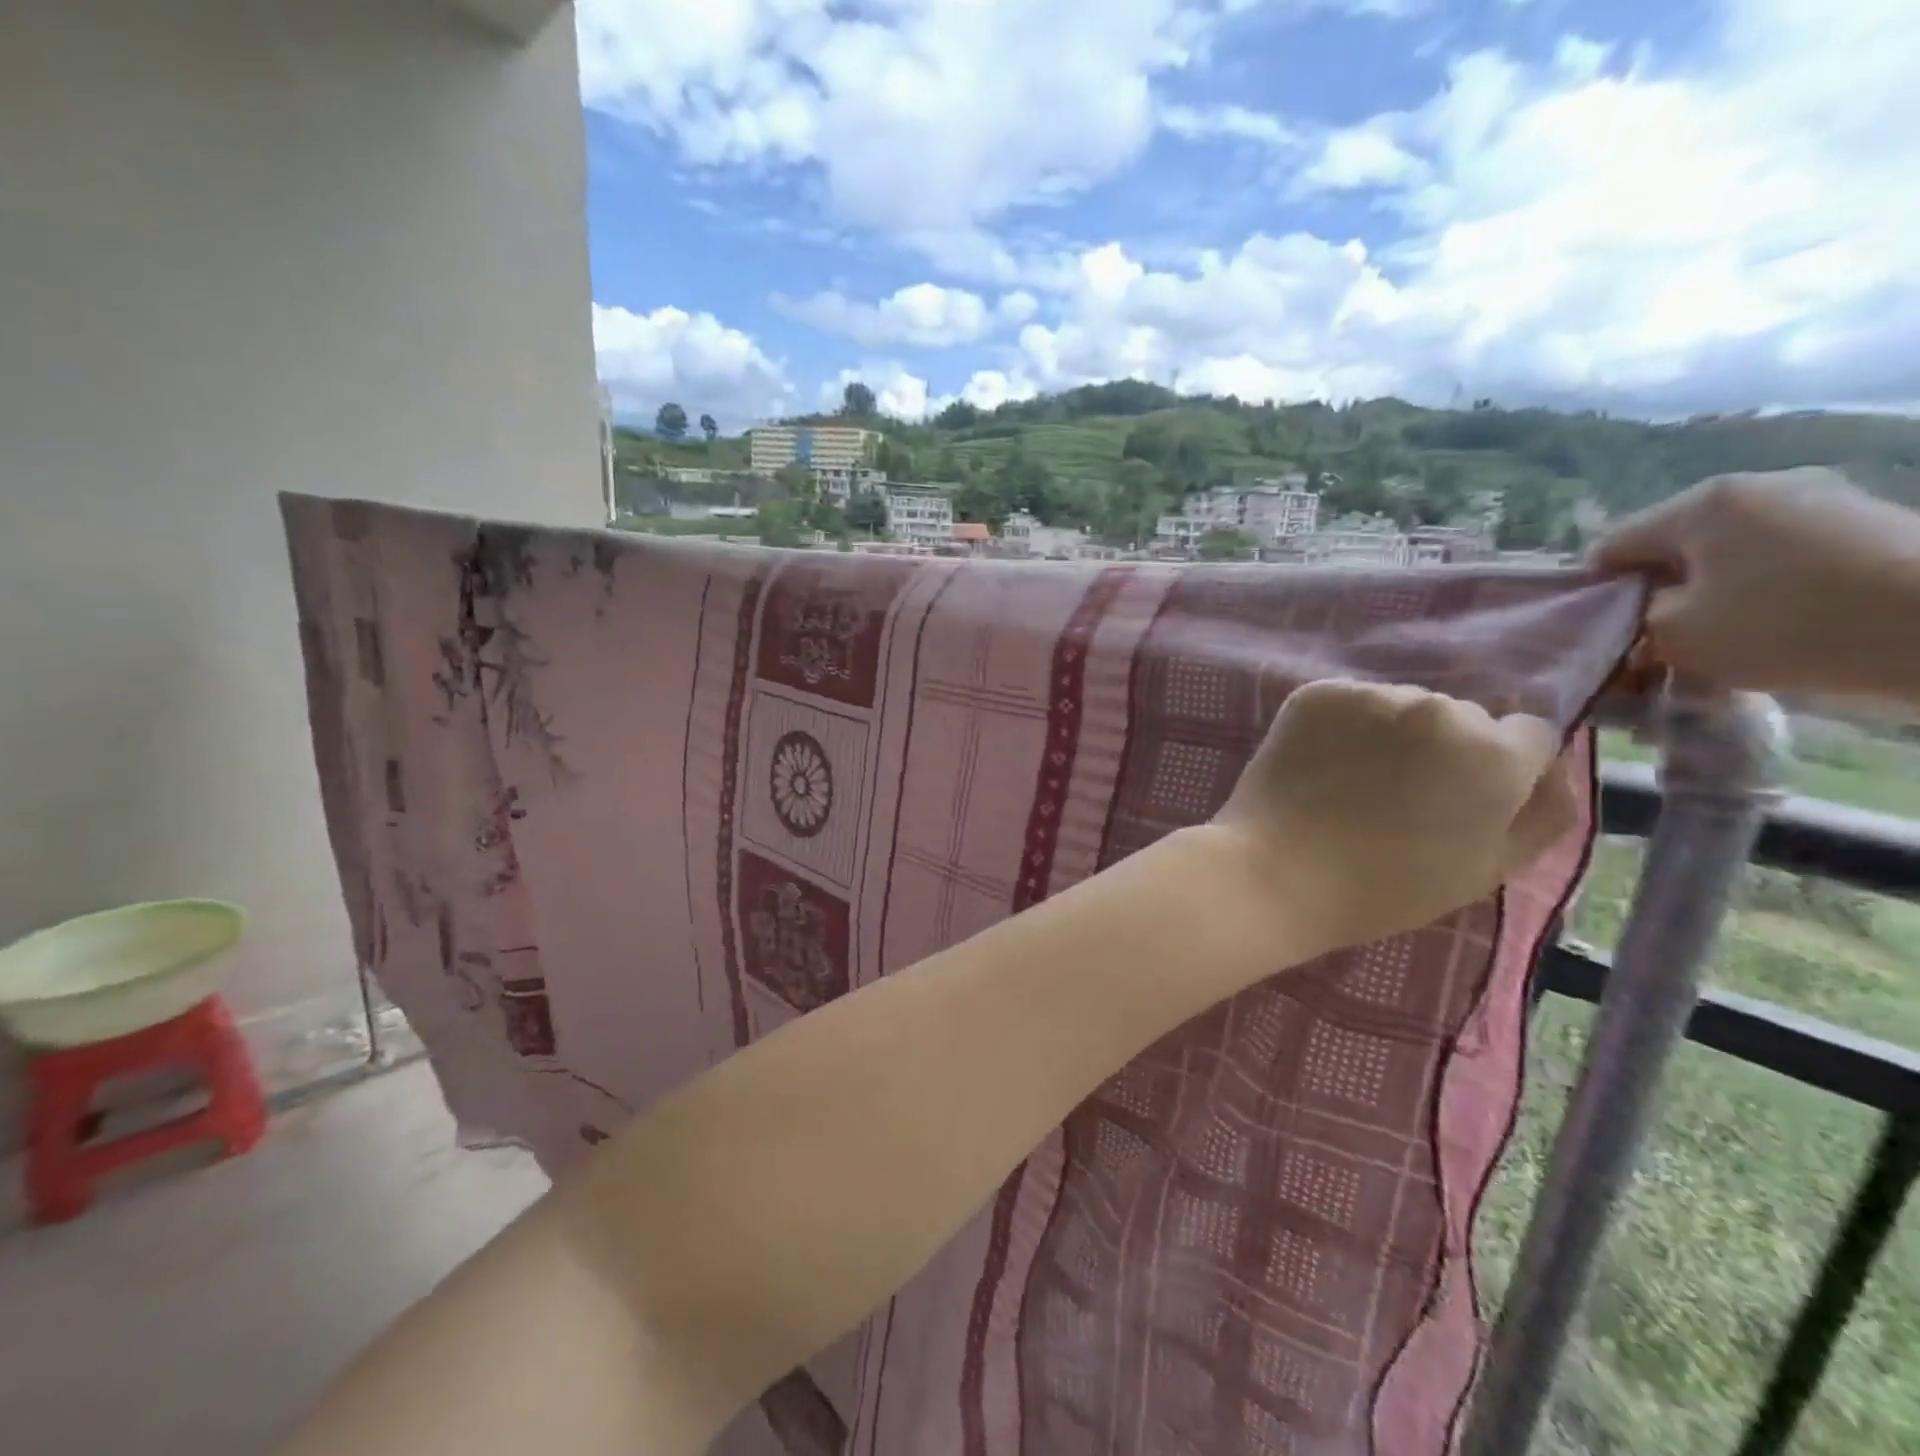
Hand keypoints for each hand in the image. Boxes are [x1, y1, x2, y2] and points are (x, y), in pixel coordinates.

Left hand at [1210, 679, 1575, 952]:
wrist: (1276, 872)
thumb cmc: (1386, 887)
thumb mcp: (1487, 869)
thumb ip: (1541, 814)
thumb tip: (1554, 769)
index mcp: (1494, 753)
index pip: (1526, 736)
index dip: (1499, 771)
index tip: (1461, 801)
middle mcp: (1439, 706)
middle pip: (1461, 717)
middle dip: (1444, 749)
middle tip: (1400, 797)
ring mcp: (1372, 694)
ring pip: (1402, 706)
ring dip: (1392, 734)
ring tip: (1354, 784)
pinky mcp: (1317, 693)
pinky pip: (1348, 703)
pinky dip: (1342, 726)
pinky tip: (1321, 765)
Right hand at [1591, 469, 1919, 700]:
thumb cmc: (1790, 623)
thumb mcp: (1675, 636)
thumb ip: (1632, 622)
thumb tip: (1633, 618)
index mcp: (1702, 503)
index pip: (1612, 547)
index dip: (1595, 595)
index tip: (1603, 637)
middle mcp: (1758, 487)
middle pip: (1673, 549)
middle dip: (1658, 598)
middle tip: (1654, 650)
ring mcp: (1822, 501)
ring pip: (1729, 558)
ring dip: (1710, 600)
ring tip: (1715, 647)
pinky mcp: (1869, 526)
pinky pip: (1782, 561)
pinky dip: (1763, 596)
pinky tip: (1772, 633)